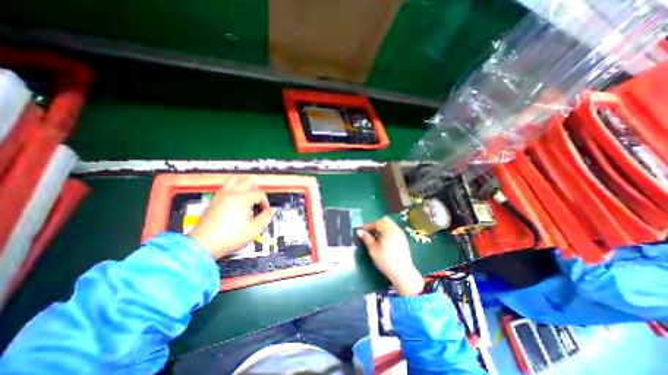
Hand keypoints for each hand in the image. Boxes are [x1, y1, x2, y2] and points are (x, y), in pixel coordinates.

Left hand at [186, 176, 272, 258]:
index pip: (260, 194)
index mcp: (243, 198)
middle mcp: (232, 193)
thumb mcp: (255, 229)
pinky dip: (234, 189)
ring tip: (248, 197)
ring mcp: (221, 195)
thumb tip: (270, 210)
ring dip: (245, 186)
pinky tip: (236, 201)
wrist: (204, 244)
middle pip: (249, 181)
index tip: (265, 212)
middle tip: (258, 201)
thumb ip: (267, 217)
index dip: (265, 203)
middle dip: (257, 190)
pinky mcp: (214, 200)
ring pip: (235, 180)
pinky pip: (226, 187)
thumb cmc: (231, 237)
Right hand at [357, 217, 423, 295]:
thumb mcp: (373, 250)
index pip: (377, 223)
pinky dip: (387, 230)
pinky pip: (394, 229)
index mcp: (388, 231)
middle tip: (369, 232)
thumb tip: (359, 231)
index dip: (368, 225)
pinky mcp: (403, 239)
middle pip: (384, 220)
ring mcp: (401, 234)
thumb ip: (366, 238)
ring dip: (381, 227)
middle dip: (375, 224)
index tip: (361, 230)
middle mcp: (396, 230)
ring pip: (390, 224)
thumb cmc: (385, 261)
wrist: (402, 273)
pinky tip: (383, 240)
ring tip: (375, 236)